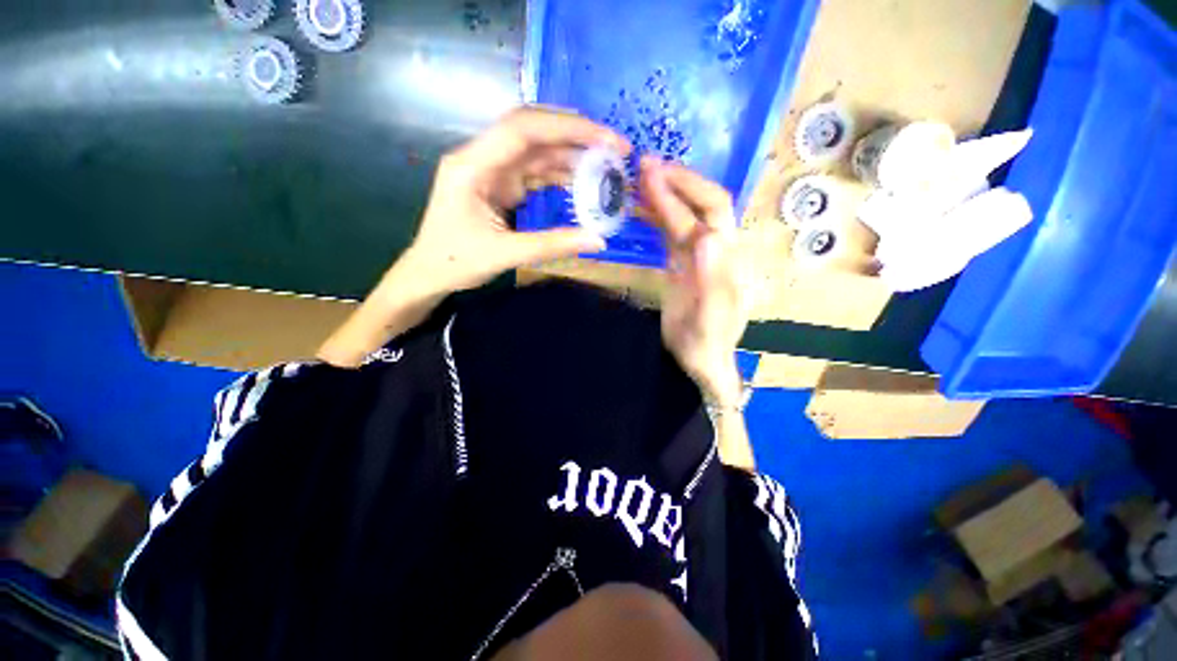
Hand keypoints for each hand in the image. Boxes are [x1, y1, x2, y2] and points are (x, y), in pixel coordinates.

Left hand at [403, 106, 631, 295]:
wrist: (428, 274)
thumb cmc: (455, 263)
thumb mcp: (504, 255)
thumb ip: (552, 245)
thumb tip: (599, 240)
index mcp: (472, 166)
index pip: (523, 129)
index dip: (568, 128)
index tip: (605, 140)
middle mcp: (482, 158)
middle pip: (533, 132)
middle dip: (576, 135)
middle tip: (615, 149)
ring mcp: (492, 171)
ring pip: (537, 152)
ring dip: (572, 155)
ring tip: (607, 166)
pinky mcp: (500, 186)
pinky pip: (535, 173)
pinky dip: (560, 175)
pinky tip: (583, 181)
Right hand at [640, 157, 747, 403]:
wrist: (699, 359)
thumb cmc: (706, 344)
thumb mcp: (709, 322)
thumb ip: (713, 283)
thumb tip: (708, 238)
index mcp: (728, 258)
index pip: (712, 211)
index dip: (685, 189)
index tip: (653, 174)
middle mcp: (717, 249)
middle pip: (701, 204)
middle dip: (675, 181)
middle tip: (642, 165)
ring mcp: (697, 255)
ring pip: (682, 215)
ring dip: (662, 195)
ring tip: (635, 179)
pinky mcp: (681, 264)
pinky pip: (669, 232)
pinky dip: (654, 216)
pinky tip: (637, 208)